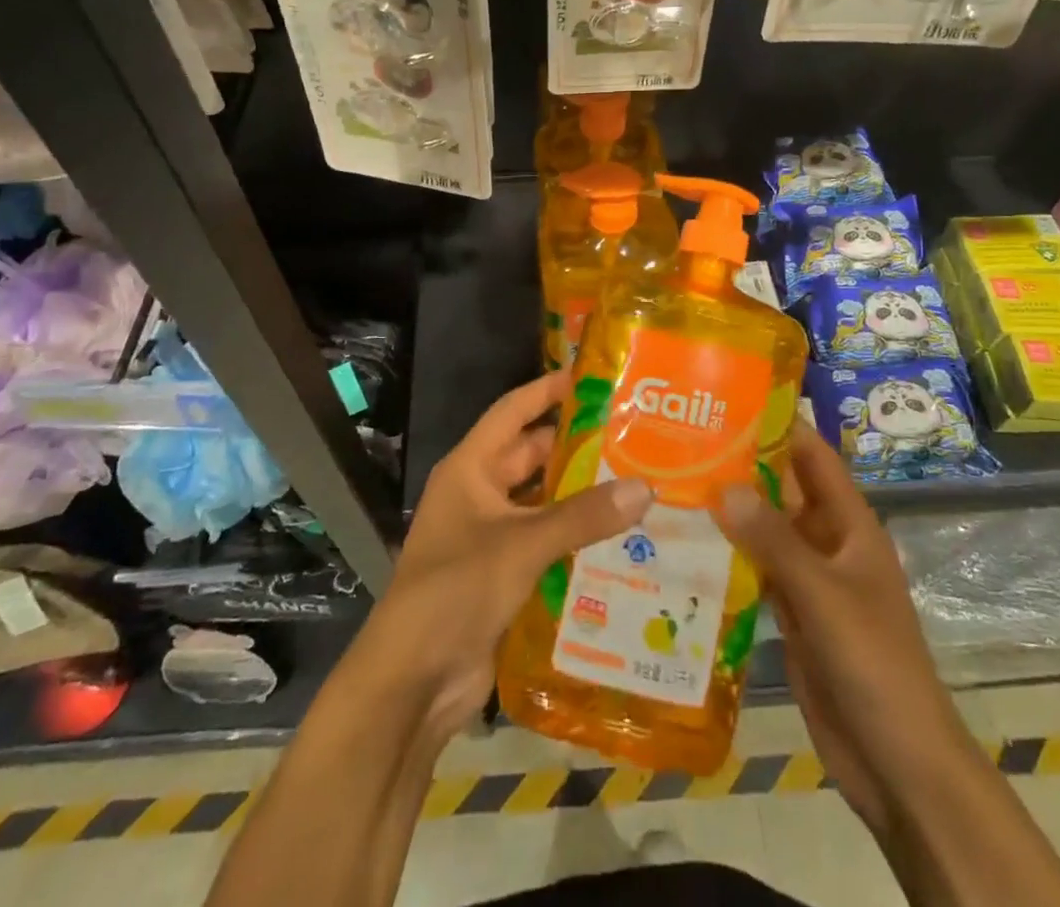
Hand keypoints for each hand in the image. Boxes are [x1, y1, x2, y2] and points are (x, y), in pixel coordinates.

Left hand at [353, 372, 652, 744]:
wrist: (414, 681)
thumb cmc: (456, 589)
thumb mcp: (521, 544)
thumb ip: (582, 516)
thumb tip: (645, 487)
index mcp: (470, 469)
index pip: (512, 412)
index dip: (546, 391)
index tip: (590, 377)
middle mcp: (478, 494)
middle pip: (530, 456)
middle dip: (574, 446)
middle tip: (629, 435)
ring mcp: (489, 536)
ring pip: (541, 502)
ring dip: (578, 495)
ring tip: (634, 481)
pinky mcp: (502, 575)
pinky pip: (545, 542)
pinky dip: (575, 537)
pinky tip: (619, 537)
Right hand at [715, 425, 961, 831]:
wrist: (897, 762)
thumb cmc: (874, 664)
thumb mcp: (824, 595)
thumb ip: (774, 541)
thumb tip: (722, 485)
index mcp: (849, 525)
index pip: (813, 457)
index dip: (780, 425)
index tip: (729, 400)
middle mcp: (827, 542)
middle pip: (781, 490)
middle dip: (740, 466)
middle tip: (681, 440)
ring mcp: (808, 579)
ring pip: (764, 530)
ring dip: (728, 510)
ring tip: (671, 482)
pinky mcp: (790, 613)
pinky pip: (755, 570)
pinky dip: (726, 555)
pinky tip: (684, 543)